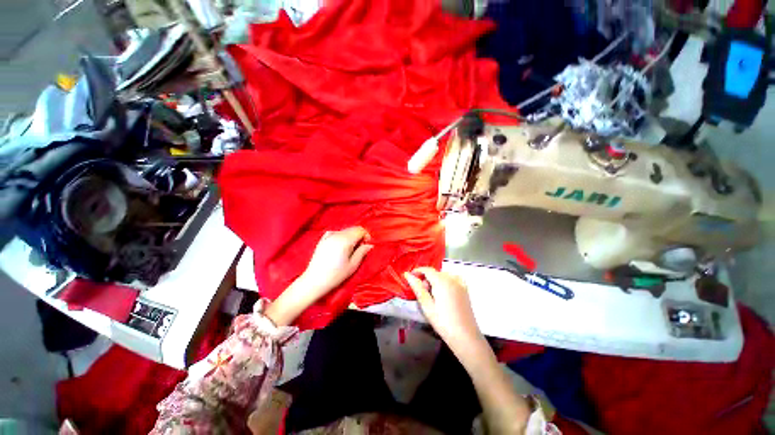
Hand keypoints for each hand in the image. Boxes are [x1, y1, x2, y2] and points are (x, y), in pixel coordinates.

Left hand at [301, 227, 373, 294]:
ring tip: (349, 249)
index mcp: (345, 240)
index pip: (360, 230)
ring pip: (344, 230)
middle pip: (352, 228)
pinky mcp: (322, 240)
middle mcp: (337, 234)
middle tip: (359, 248)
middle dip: (359, 236)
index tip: (366, 245)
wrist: (315, 281)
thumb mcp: (353, 265)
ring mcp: (328, 236)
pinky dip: (341, 236)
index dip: (366, 236)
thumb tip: (369, 245)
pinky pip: (335, 233)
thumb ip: (362, 252)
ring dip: (350, 236)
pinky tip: (340, 246)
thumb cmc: (336, 275)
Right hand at [404, 267, 484, 354]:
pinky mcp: (465, 289)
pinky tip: (444, 292)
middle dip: (426, 279)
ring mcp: (460, 283)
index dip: (417, 271)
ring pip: (443, 275)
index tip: (410, 277)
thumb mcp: (427, 306)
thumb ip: (417, 288)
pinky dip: (446, 281)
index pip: (427, 269)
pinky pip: (452, 278)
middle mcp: (452, 278)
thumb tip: (408, 275)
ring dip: (435, 280)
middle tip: (422, 294)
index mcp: (442, 281)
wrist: (465, 336)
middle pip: (435, 273)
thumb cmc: (443, 322)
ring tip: (433, 296)